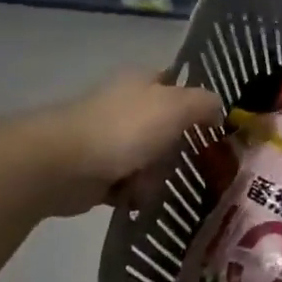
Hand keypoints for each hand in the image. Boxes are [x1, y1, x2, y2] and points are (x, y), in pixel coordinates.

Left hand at [34, 73, 223, 213]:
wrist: (63, 165)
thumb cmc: (125, 128)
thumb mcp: (178, 106)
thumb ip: (206, 104)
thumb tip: (218, 111)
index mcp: (143, 81)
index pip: (178, 84)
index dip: (198, 103)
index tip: (215, 128)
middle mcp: (126, 105)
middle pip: (167, 126)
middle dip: (178, 148)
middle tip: (193, 165)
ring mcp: (108, 138)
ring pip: (149, 157)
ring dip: (156, 175)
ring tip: (158, 187)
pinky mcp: (95, 170)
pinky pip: (127, 182)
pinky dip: (134, 193)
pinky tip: (139, 200)